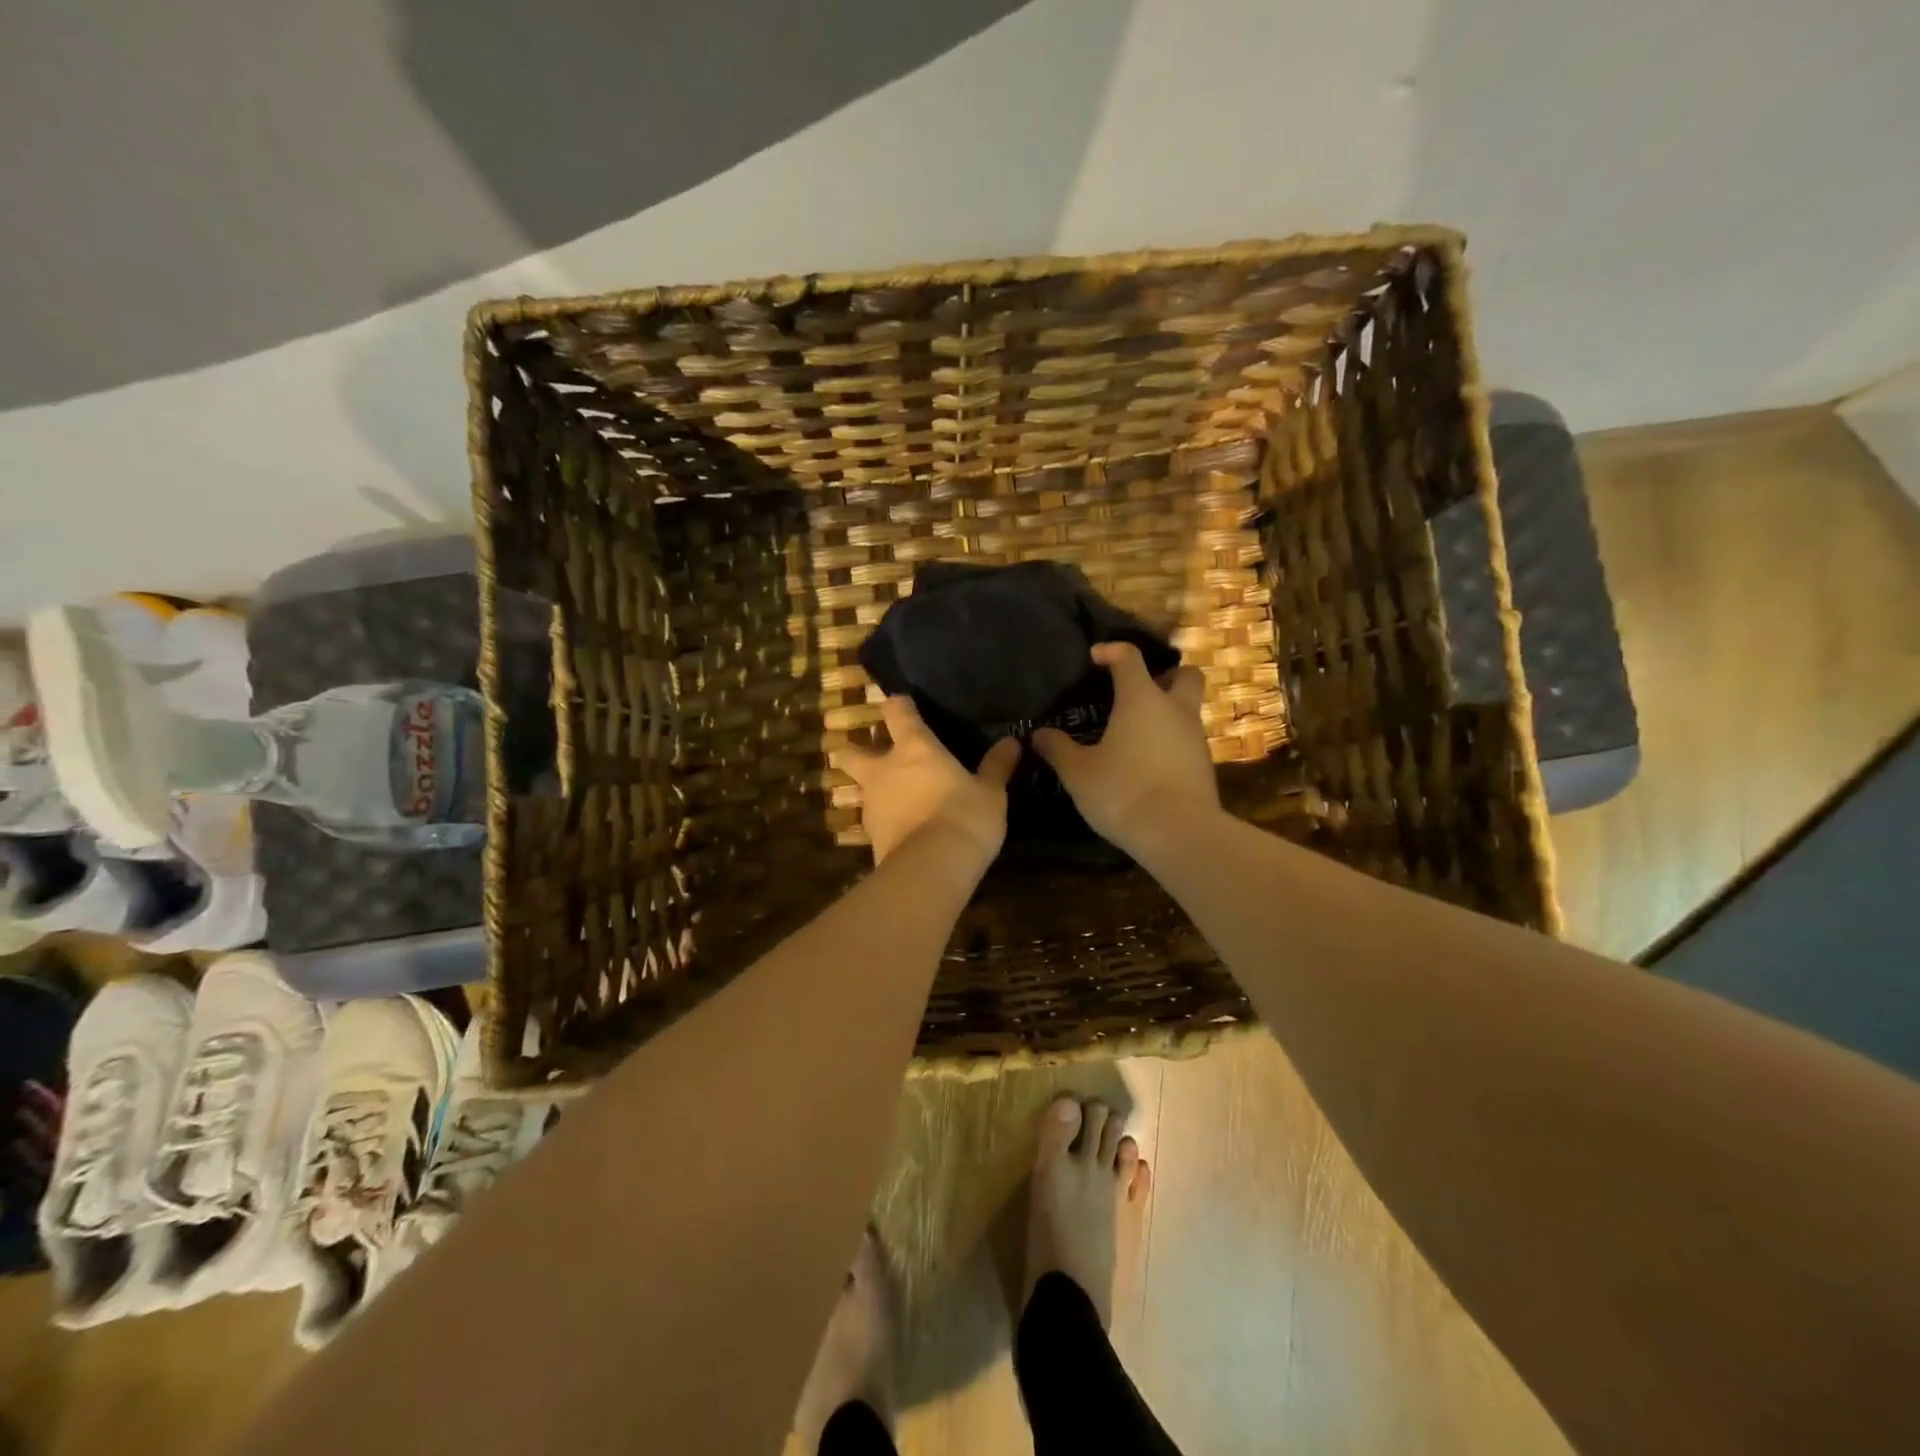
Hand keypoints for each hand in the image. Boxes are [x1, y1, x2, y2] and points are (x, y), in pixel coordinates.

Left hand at [831, 697, 1019, 867]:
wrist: (931, 868)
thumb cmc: (964, 817)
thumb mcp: (990, 793)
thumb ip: (996, 767)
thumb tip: (1012, 743)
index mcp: (914, 747)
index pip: (896, 711)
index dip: (898, 705)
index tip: (904, 705)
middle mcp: (884, 769)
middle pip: (851, 751)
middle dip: (857, 749)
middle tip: (875, 754)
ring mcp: (871, 803)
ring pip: (860, 786)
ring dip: (873, 787)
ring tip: (896, 797)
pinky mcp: (869, 836)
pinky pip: (873, 819)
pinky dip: (884, 819)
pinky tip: (901, 827)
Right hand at [1032, 642, 1218, 856]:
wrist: (1178, 833)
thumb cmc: (1122, 791)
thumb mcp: (1078, 772)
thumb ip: (1058, 749)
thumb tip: (1038, 734)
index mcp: (1141, 698)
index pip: (1129, 657)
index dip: (1111, 651)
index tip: (1095, 658)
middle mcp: (1175, 709)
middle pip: (1185, 675)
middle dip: (1165, 676)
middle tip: (1138, 693)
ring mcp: (1195, 737)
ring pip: (1188, 710)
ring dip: (1167, 714)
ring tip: (1136, 735)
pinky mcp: (1205, 766)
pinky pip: (1188, 741)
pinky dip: (1171, 743)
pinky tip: (1149, 765)